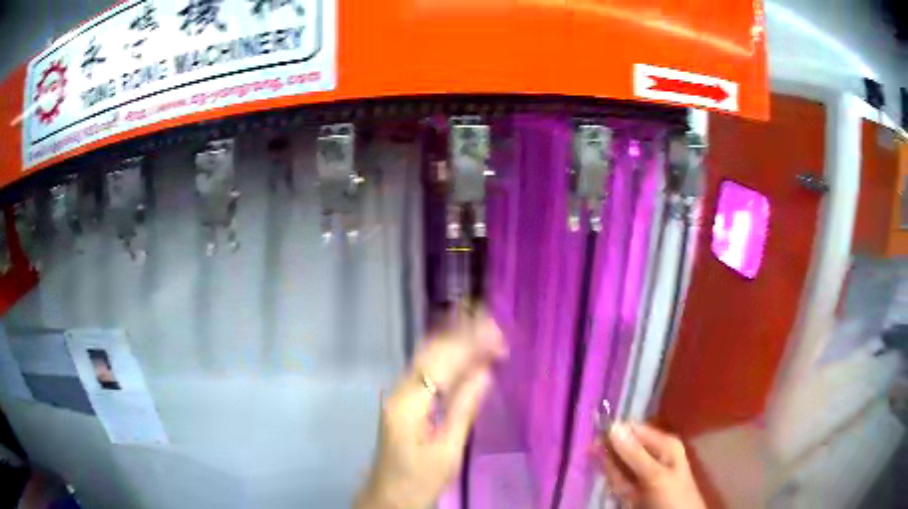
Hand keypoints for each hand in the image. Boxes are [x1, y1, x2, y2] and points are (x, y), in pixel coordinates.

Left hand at [355, 312, 507, 508]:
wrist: (389, 497)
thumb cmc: (420, 480)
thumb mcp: (447, 451)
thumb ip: (464, 409)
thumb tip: (485, 372)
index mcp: (408, 405)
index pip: (440, 363)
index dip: (469, 345)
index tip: (498, 335)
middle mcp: (399, 392)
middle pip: (430, 352)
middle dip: (463, 336)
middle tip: (496, 327)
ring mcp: (398, 395)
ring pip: (427, 358)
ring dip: (457, 342)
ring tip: (487, 332)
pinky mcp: (403, 402)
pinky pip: (427, 371)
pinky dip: (449, 357)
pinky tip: (466, 353)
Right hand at [595, 422, 705, 508]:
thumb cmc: (672, 496)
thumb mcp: (655, 475)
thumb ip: (634, 453)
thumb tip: (613, 426)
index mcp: (664, 443)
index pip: (633, 429)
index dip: (613, 433)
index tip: (593, 444)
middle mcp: (654, 452)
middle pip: (623, 446)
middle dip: (612, 460)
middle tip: (615, 478)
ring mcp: (645, 470)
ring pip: (619, 465)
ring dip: (615, 477)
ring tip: (628, 491)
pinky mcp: (637, 485)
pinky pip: (620, 479)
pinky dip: (617, 486)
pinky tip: (625, 494)